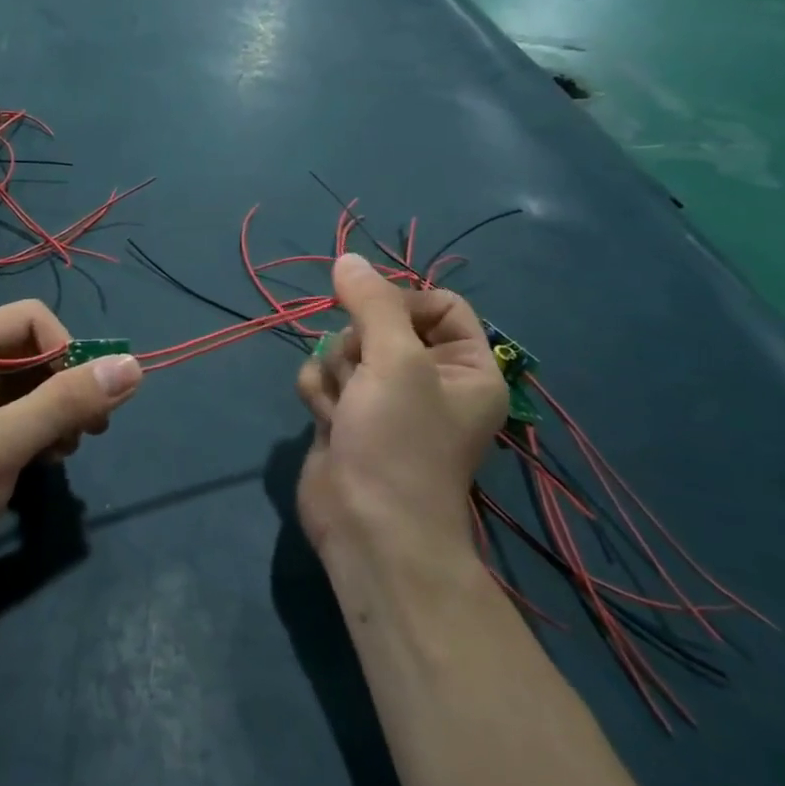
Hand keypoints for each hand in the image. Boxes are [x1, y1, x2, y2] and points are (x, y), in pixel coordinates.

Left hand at [0, 300, 142, 601]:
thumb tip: (134, 366)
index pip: (31, 319)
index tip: (86, 399)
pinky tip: (49, 461)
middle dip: (67, 386)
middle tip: (91, 429)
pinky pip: (25, 416)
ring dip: (60, 413)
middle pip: (36, 352)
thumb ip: (64, 403)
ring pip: (35, 386)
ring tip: (65, 450)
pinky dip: (45, 432)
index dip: (65, 350)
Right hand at [295, 255, 507, 571]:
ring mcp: (382, 399)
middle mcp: (427, 379)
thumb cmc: (399, 442)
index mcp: (465, 367)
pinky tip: (327, 421)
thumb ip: (371, 303)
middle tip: (362, 375)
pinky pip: (322, 377)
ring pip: (343, 348)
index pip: (438, 303)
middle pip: (381, 322)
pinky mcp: (345, 416)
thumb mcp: (396, 361)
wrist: (367, 526)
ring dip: (335, 372)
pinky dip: (318, 393)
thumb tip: (347, 259)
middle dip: (358, 344)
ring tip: (345, 407)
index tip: (376, 315)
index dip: (403, 301)